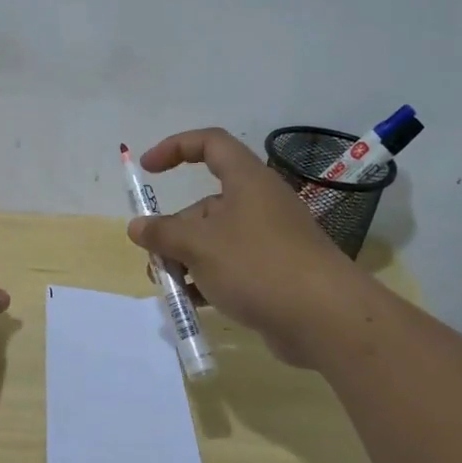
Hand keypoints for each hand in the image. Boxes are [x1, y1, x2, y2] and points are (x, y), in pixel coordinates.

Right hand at [128, 128, 366, 367]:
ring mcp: (269, 240)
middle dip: (174, 230)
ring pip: (216, 240)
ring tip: (168, 287)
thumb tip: (137, 226)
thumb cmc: (257, 266)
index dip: (176, 147)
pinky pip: (232, 268)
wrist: (324, 318)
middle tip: (155, 259)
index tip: (147, 168)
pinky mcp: (274, 273)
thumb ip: (163, 234)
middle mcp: (259, 204)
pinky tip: (191, 303)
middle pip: (206, 206)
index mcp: (247, 181)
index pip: (210, 144)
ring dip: (186, 259)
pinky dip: (208, 280)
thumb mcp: (199, 246)